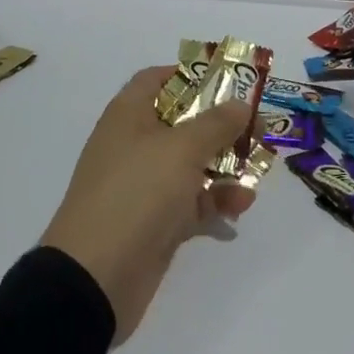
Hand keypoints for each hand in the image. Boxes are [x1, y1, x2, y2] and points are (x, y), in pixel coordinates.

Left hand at [41, 67, 254, 343]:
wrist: (95, 278)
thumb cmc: (136, 193)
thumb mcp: (181, 149)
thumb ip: (216, 122)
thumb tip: (240, 103)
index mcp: (129, 116)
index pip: (158, 79)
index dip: (192, 75)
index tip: (230, 81)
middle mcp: (135, 145)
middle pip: (184, 122)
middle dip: (222, 125)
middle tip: (258, 128)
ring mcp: (145, 186)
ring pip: (193, 164)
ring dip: (226, 166)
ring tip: (258, 172)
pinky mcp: (156, 222)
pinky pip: (193, 202)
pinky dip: (216, 201)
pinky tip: (240, 207)